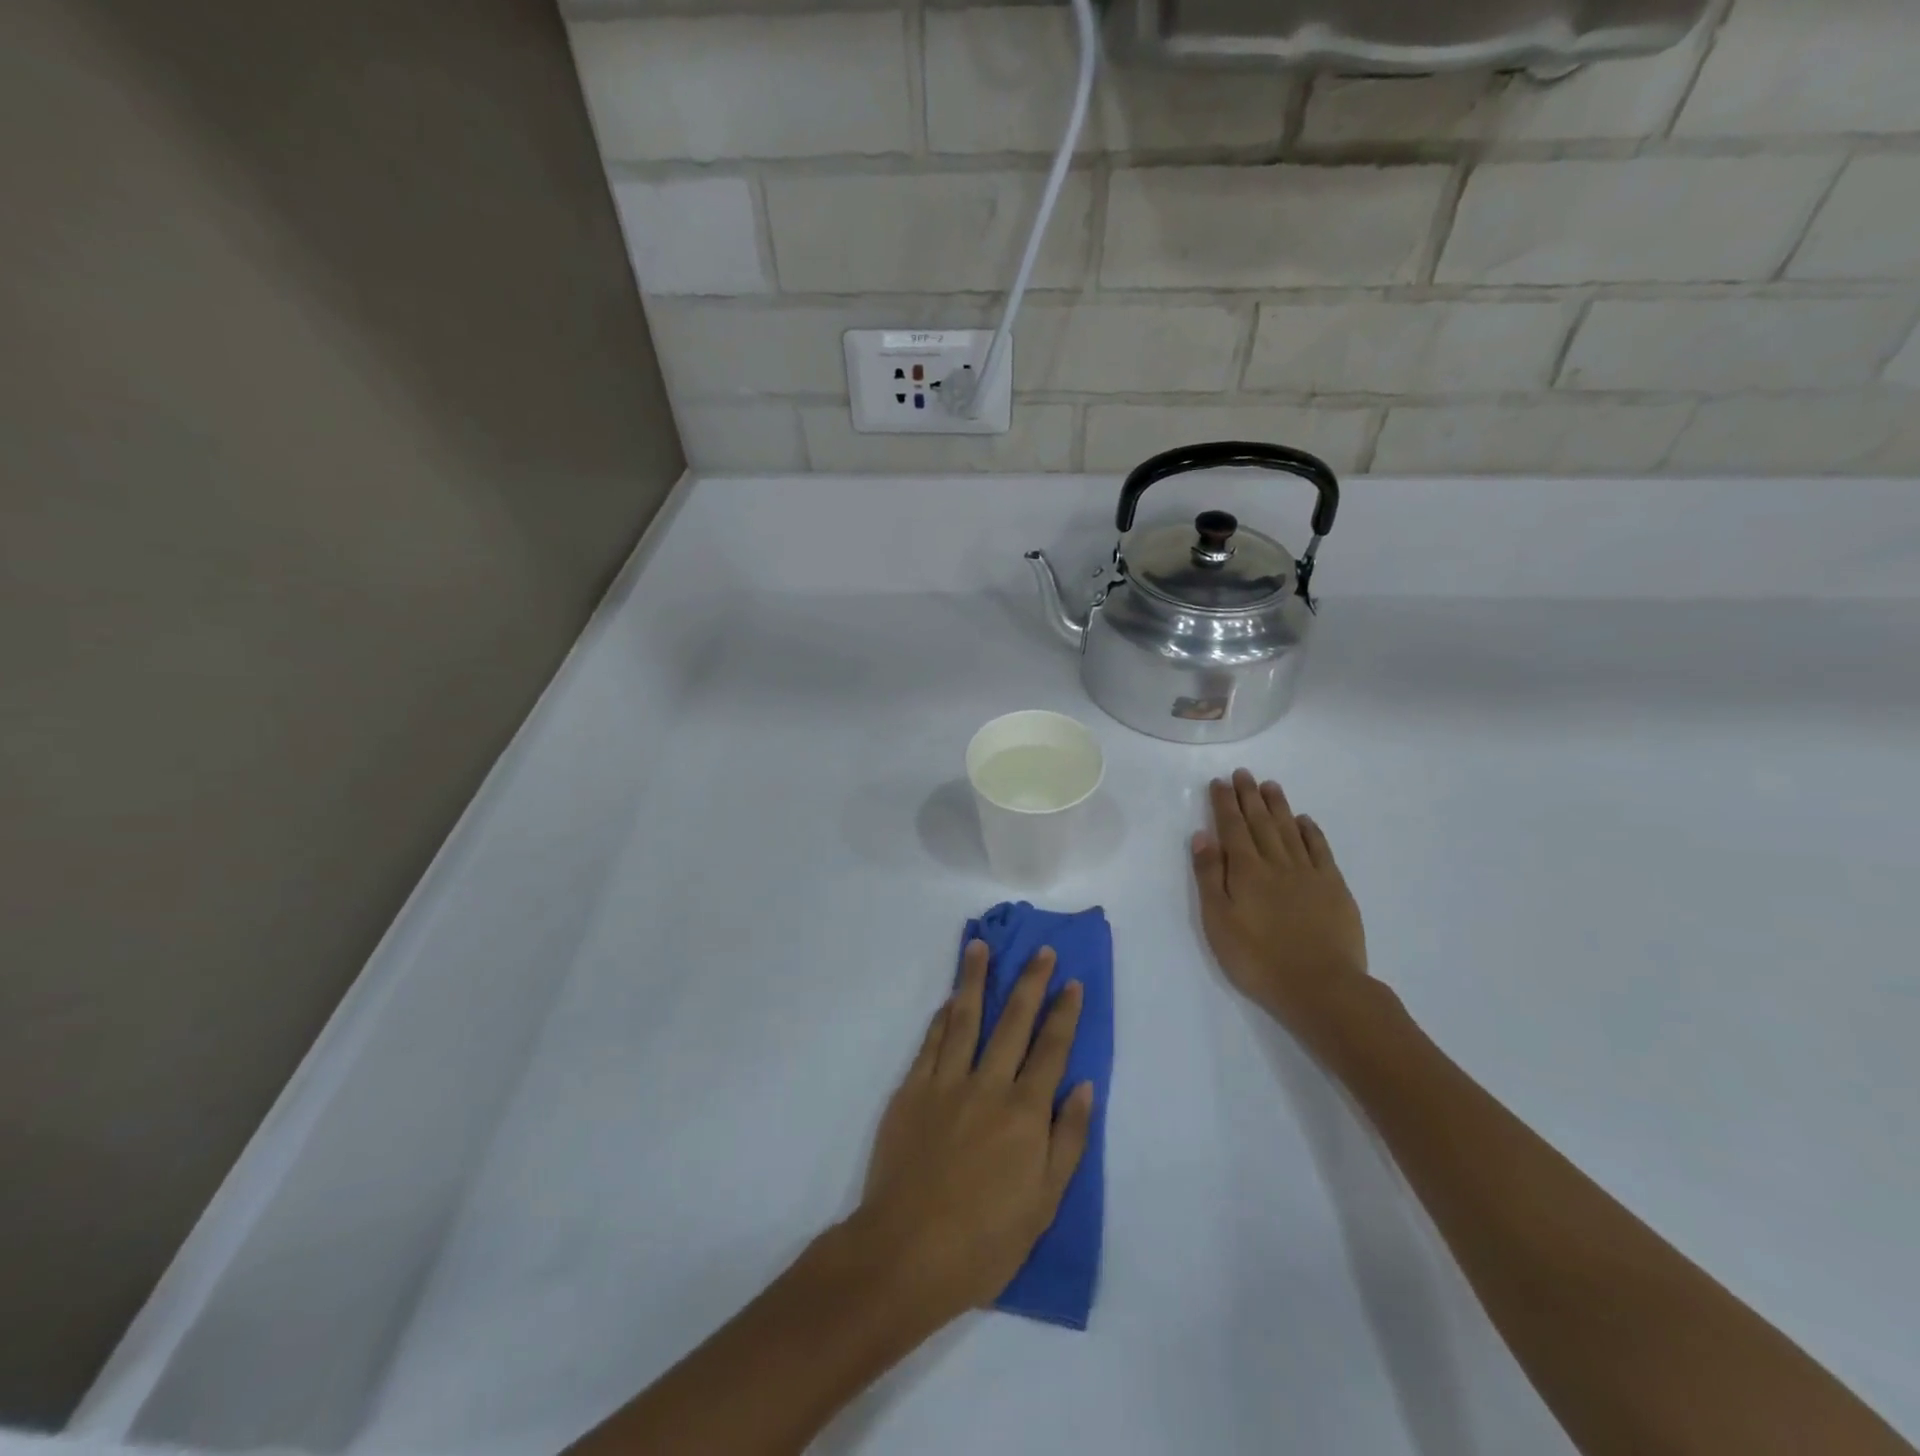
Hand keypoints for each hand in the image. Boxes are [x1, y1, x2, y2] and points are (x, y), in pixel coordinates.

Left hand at [854, 942, 1093, 1327]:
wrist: (907, 1252)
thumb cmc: (985, 1239)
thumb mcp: (1044, 1203)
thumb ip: (1068, 1139)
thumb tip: (1084, 1086)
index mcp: (1025, 1112)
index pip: (1051, 1049)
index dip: (1064, 1013)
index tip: (1072, 982)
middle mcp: (988, 1085)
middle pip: (1013, 1022)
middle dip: (1030, 983)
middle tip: (1040, 950)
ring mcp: (946, 1083)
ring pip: (964, 1019)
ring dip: (974, 980)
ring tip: (979, 946)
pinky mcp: (911, 1091)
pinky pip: (930, 1043)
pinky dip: (941, 1018)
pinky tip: (948, 1000)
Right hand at [1191, 769, 1369, 1040]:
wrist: (1321, 987)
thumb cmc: (1258, 959)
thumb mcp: (1218, 921)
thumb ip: (1210, 876)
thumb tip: (1203, 835)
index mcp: (1246, 870)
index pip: (1232, 828)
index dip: (1225, 803)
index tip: (1220, 782)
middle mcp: (1277, 862)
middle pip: (1260, 822)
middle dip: (1249, 796)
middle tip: (1243, 773)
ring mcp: (1308, 873)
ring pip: (1289, 830)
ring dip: (1278, 806)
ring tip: (1270, 785)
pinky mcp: (1334, 887)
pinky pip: (1320, 850)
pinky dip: (1310, 831)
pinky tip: (1304, 820)